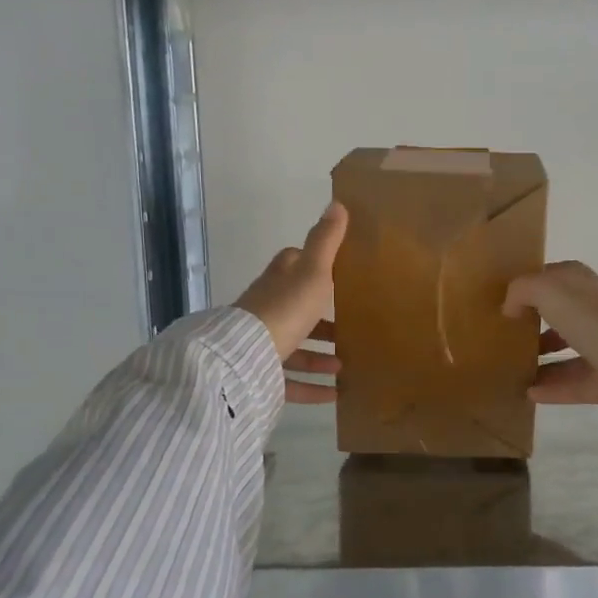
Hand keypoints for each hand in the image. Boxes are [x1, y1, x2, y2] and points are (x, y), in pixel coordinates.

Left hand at [235, 203, 346, 403]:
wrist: (247, 356)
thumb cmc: (286, 308)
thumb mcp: (313, 272)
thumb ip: (325, 241)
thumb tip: (337, 203)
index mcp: (278, 282)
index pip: (292, 265)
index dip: (310, 265)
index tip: (335, 272)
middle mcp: (267, 310)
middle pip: (295, 310)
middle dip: (321, 319)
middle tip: (350, 328)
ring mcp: (262, 343)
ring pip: (294, 348)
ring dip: (319, 356)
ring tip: (346, 364)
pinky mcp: (262, 374)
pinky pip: (290, 382)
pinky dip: (312, 387)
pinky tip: (335, 394)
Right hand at [503, 261, 597, 407]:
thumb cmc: (591, 317)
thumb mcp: (548, 290)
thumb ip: (522, 291)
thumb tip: (509, 308)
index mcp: (587, 286)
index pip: (559, 278)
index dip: (535, 285)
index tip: (509, 299)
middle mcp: (597, 313)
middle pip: (563, 316)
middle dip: (538, 323)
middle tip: (509, 336)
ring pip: (568, 351)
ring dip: (542, 359)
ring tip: (513, 367)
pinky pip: (573, 384)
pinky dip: (551, 389)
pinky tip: (527, 393)